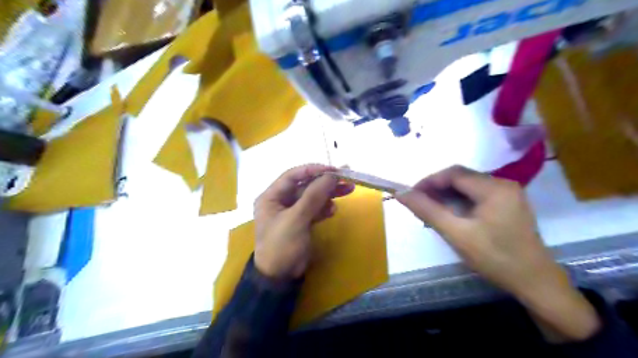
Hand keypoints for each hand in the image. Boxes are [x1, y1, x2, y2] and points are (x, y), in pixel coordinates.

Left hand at [253, 164, 352, 279]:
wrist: (280, 277)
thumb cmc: (282, 245)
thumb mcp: (297, 219)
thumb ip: (313, 196)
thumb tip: (331, 176)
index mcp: (272, 196)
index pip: (293, 175)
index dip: (313, 170)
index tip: (333, 170)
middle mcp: (280, 200)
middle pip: (305, 185)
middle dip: (325, 182)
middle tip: (347, 178)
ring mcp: (292, 212)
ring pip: (313, 197)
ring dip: (329, 194)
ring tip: (348, 190)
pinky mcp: (301, 222)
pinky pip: (314, 209)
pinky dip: (324, 208)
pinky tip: (333, 210)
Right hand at [397, 166, 600, 342]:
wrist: (536, 284)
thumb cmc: (495, 258)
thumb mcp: (456, 234)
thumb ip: (427, 210)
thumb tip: (401, 194)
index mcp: (494, 188)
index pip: (453, 173)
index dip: (429, 181)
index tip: (411, 195)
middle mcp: (503, 184)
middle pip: (461, 178)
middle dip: (437, 188)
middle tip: (419, 205)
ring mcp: (508, 194)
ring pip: (468, 187)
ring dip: (447, 195)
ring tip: (431, 211)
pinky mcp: (509, 204)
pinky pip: (477, 196)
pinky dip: (459, 202)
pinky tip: (450, 215)